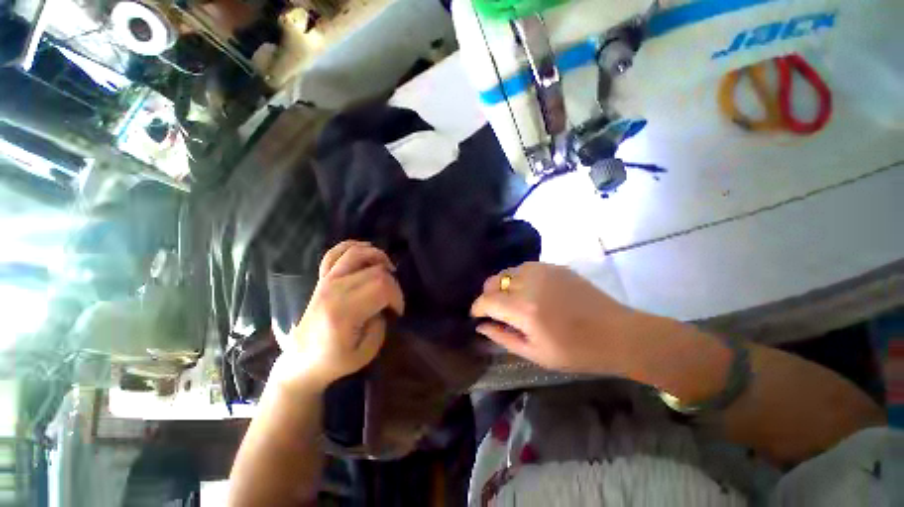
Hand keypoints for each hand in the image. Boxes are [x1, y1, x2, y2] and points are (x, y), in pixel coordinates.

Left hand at [272, 241, 404, 392]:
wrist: (301, 362)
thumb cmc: (334, 361)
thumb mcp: (366, 352)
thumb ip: (380, 324)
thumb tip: (382, 305)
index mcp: (344, 312)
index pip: (382, 287)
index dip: (397, 296)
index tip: (397, 311)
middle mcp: (334, 290)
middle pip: (375, 271)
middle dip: (393, 283)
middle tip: (393, 300)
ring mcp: (325, 281)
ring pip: (356, 254)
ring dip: (378, 257)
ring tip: (388, 269)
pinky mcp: (322, 279)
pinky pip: (335, 253)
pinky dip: (352, 246)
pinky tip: (366, 250)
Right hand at [471, 262, 642, 375]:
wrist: (617, 333)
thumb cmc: (575, 352)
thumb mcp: (535, 354)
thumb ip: (503, 337)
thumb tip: (481, 326)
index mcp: (524, 310)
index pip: (487, 300)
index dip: (476, 307)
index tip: (476, 315)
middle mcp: (529, 284)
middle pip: (493, 281)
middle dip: (488, 295)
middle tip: (494, 310)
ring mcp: (543, 271)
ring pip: (508, 271)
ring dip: (502, 285)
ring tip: (510, 300)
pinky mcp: (555, 266)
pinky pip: (525, 267)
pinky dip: (518, 277)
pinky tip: (528, 290)